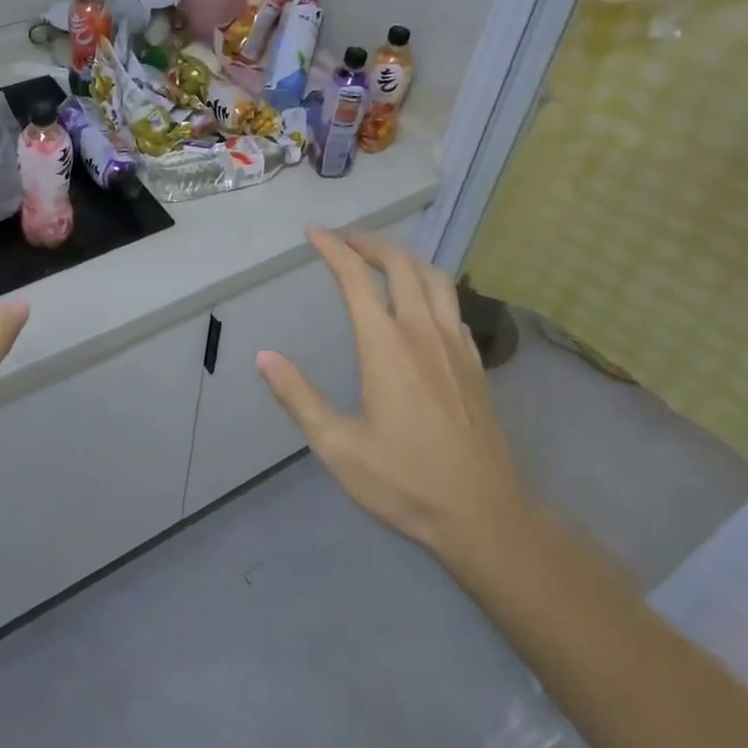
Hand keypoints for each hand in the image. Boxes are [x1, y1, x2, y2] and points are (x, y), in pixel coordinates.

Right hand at [257, 228, 533, 577]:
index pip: (355, 278)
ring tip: (382, 258)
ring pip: (435, 278)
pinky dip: (431, 288)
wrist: (483, 514)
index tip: (314, 232)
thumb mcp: (337, 446)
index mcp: (385, 345)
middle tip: (345, 238)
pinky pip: (453, 306)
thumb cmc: (404, 481)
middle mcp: (422, 332)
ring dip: (405, 258)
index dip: (333, 249)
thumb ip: (299, 397)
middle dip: (369, 243)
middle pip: (400, 265)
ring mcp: (455, 345)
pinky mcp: (474, 363)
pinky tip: (422, 304)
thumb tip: (264, 357)